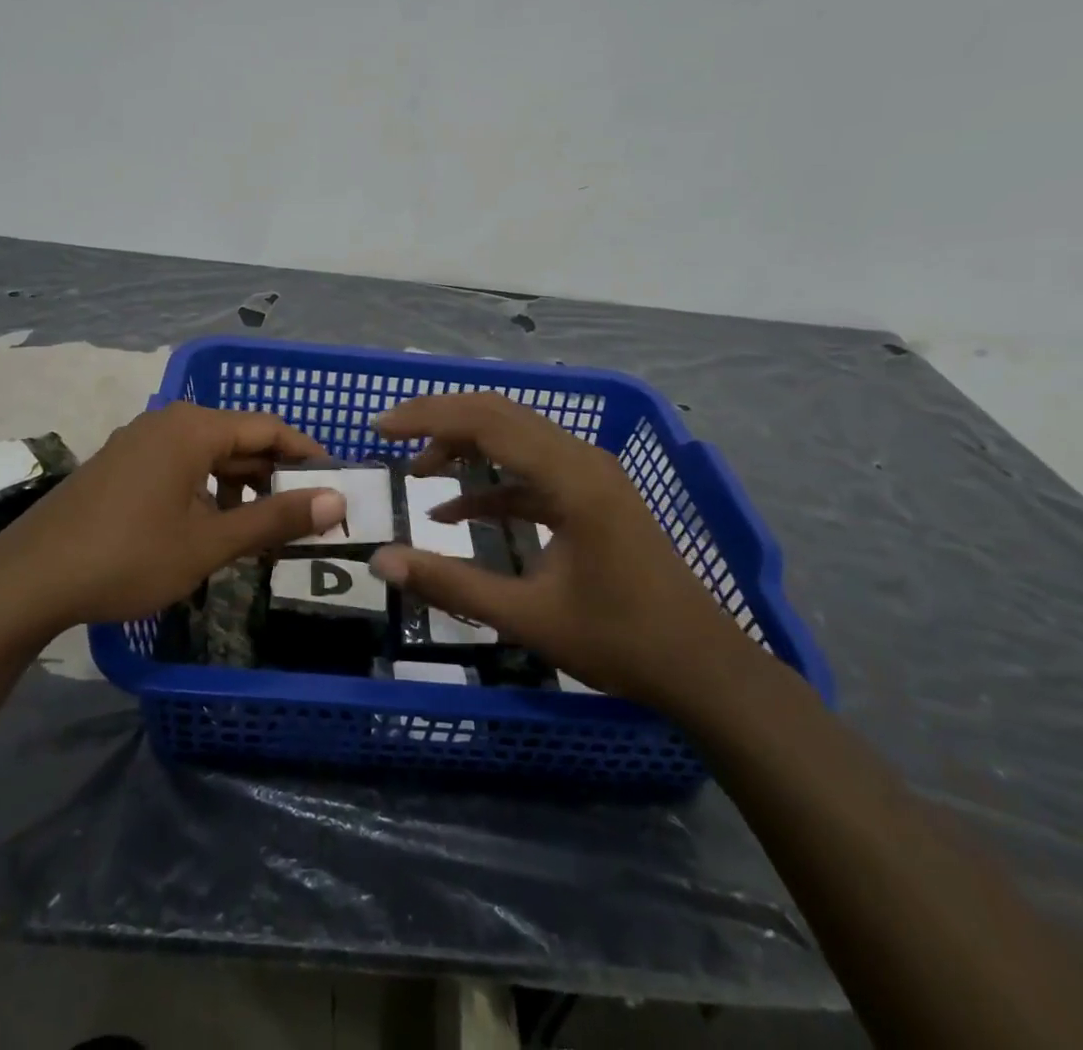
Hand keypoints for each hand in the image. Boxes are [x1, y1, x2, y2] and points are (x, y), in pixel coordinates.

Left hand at [0, 401, 342, 635]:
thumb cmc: (128, 557)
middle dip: (274, 476)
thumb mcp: (209, 542)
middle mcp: (168, 422)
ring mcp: (140, 441)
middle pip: (239, 438)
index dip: (307, 455)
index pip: (269, 428)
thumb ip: (275, 518)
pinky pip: (181, 466)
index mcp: (193, 428)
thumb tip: (336, 501)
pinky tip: (212, 528)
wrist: (29, 579)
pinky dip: (207, 490)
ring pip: (209, 455)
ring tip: (262, 530)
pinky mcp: (122, 464)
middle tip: (304, 517)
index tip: (335, 486)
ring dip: (240, 488)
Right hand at [369, 392, 752, 713]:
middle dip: (440, 419)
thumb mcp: (526, 616)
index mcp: (570, 477)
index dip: (427, 417)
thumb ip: (450, 584)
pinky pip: (531, 471)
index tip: (380, 427)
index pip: (485, 422)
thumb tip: (381, 561)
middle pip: (499, 415)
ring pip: (515, 437)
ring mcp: (591, 475)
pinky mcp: (592, 495)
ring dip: (464, 446)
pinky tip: (454, 511)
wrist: (702, 667)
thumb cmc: (619, 640)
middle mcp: (581, 459)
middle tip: (390, 433)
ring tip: (417, 470)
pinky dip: (491, 483)